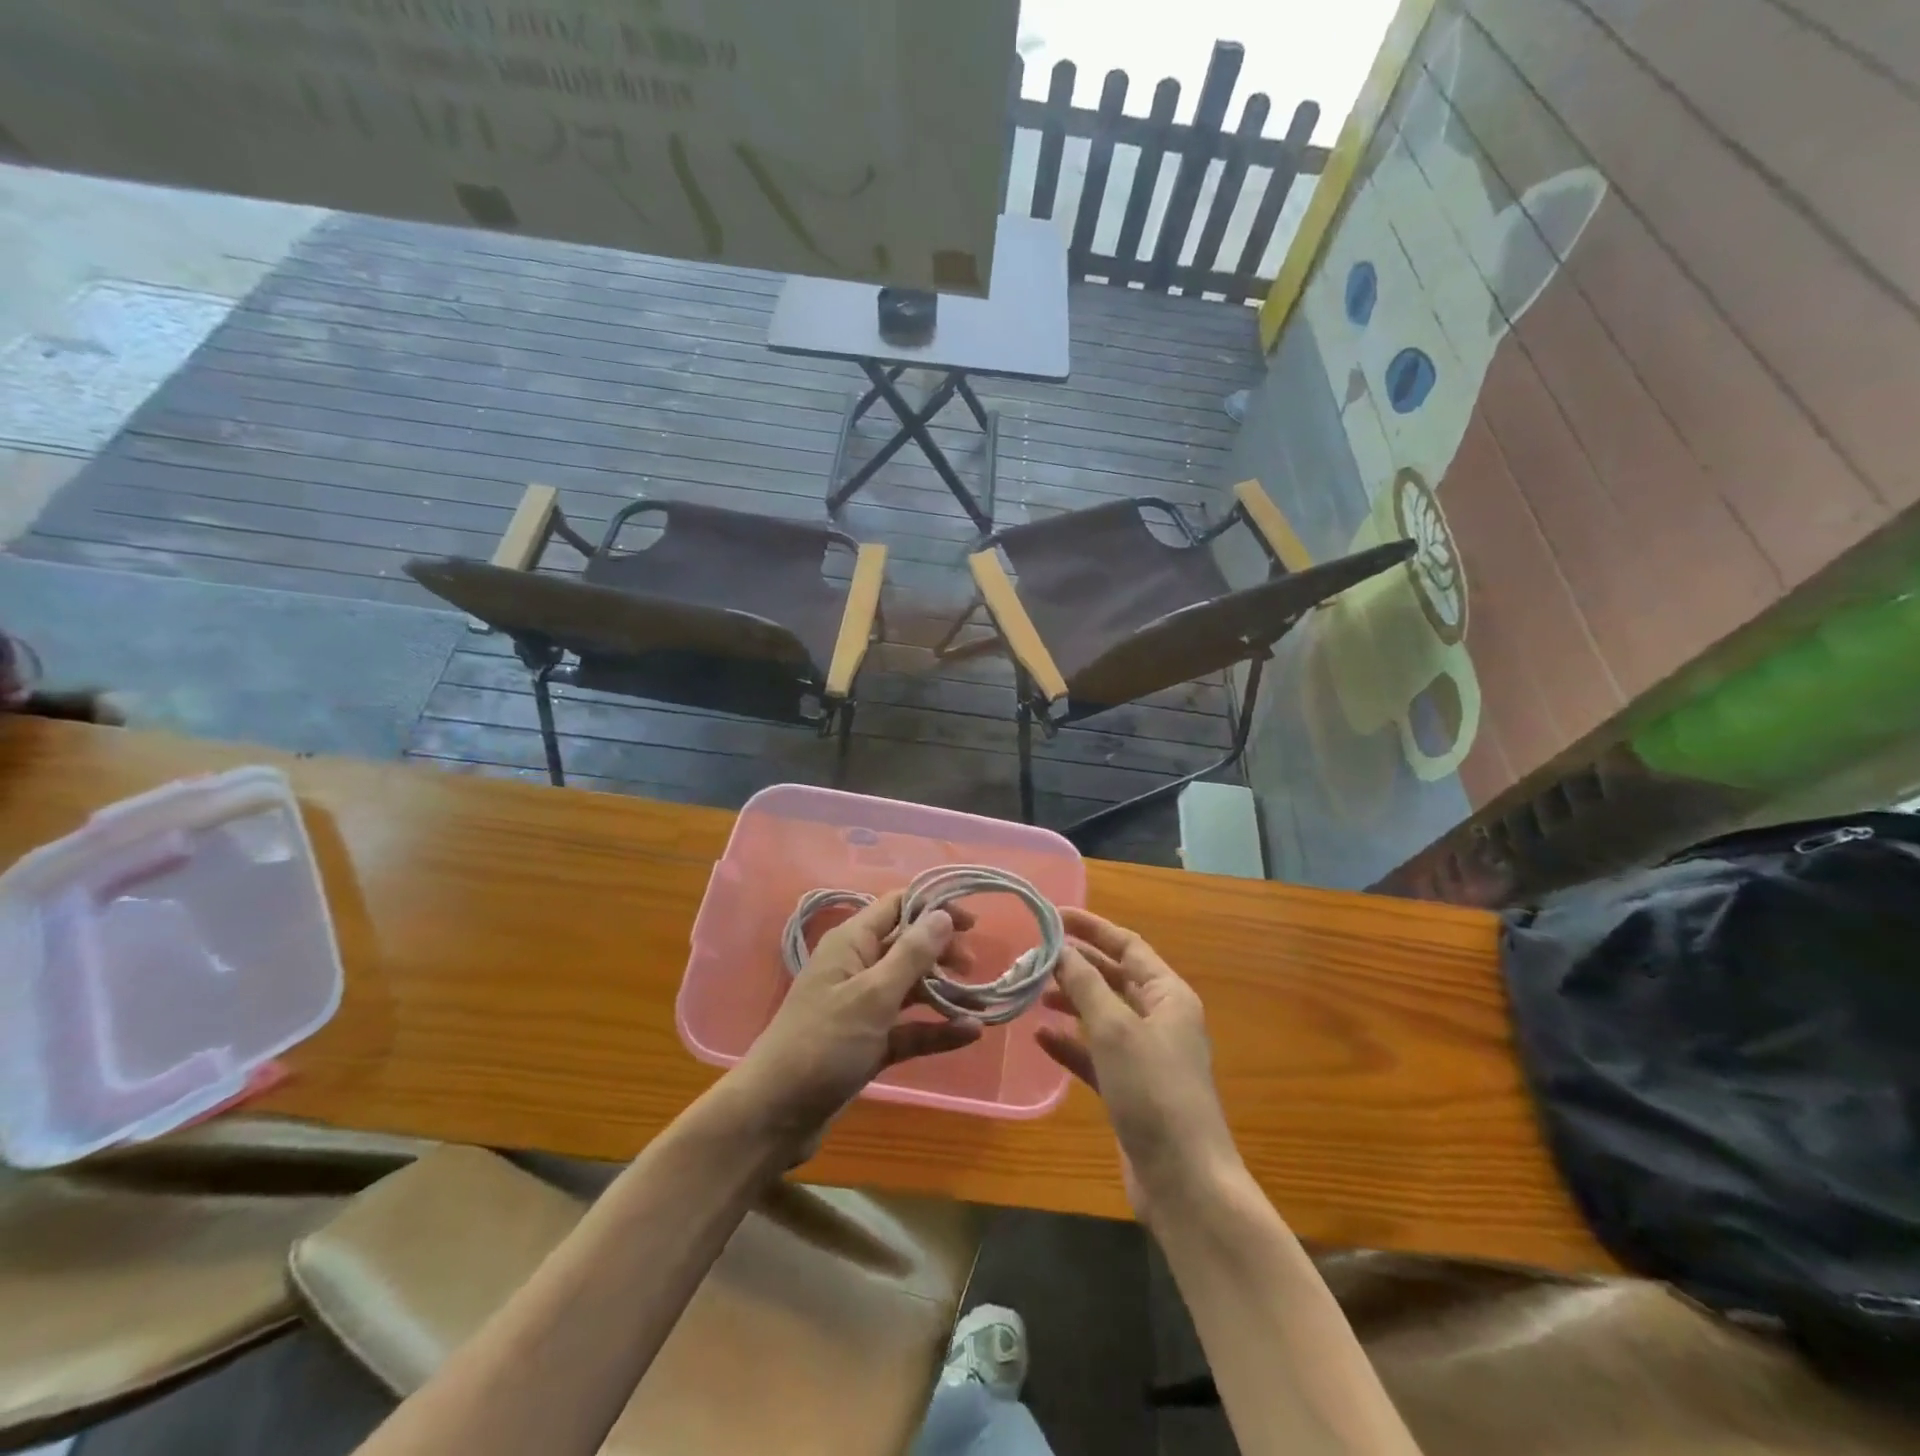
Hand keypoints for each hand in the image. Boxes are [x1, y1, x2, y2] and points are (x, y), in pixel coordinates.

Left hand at [732, 891, 982, 1145]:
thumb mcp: (872, 995)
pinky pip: (908, 1028)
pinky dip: (935, 1029)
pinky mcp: (868, 1044)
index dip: (934, 908)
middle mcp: (857, 967)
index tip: (973, 924)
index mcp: (851, 943)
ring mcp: (862, 1008)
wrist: (775, 1115)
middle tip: (973, 968)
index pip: (897, 906)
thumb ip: (911, 954)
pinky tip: (968, 1034)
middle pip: (907, 946)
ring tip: (981, 1002)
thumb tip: (943, 914)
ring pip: (911, 989)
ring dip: (944, 993)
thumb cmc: (823, 1043)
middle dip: (942, 952)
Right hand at [1036, 909, 1241, 1217]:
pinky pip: (1095, 1053)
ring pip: (1101, 1015)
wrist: (1184, 1181)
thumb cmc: (1154, 1091)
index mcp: (1168, 995)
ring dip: (1069, 1002)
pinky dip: (1070, 1043)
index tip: (1052, 916)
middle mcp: (1159, 1018)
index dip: (1091, 927)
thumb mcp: (1115, 1029)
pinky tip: (1040, 1038)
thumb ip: (1086, 985)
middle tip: (1033, 955)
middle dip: (1076, 965)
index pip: (1127, 946)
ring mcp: (1145, 1055)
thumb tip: (1061, 949)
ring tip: (1031, 992)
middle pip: (1113, 978)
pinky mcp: (1130, 1088)